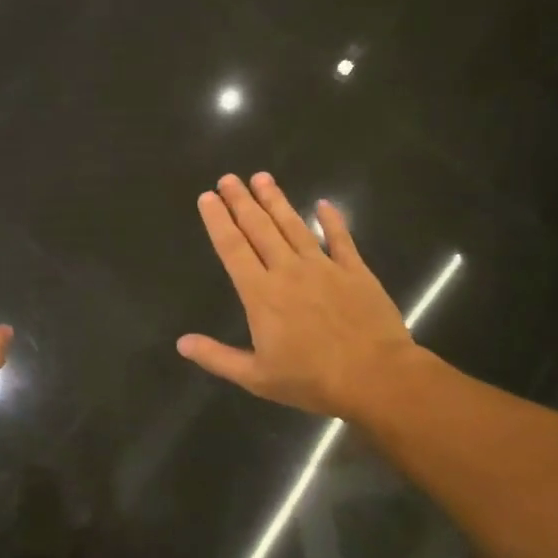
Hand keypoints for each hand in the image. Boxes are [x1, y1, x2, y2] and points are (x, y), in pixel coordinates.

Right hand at [178, 172, 420, 420]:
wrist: (376, 377)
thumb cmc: (312, 380)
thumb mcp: (257, 377)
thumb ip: (217, 357)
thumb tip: (182, 343)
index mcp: (261, 294)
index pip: (232, 249)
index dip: (218, 221)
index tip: (208, 197)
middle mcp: (288, 271)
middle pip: (259, 228)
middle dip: (242, 201)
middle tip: (229, 178)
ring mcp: (324, 267)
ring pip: (294, 226)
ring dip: (276, 201)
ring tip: (262, 177)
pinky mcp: (355, 271)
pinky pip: (341, 239)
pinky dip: (332, 220)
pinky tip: (324, 204)